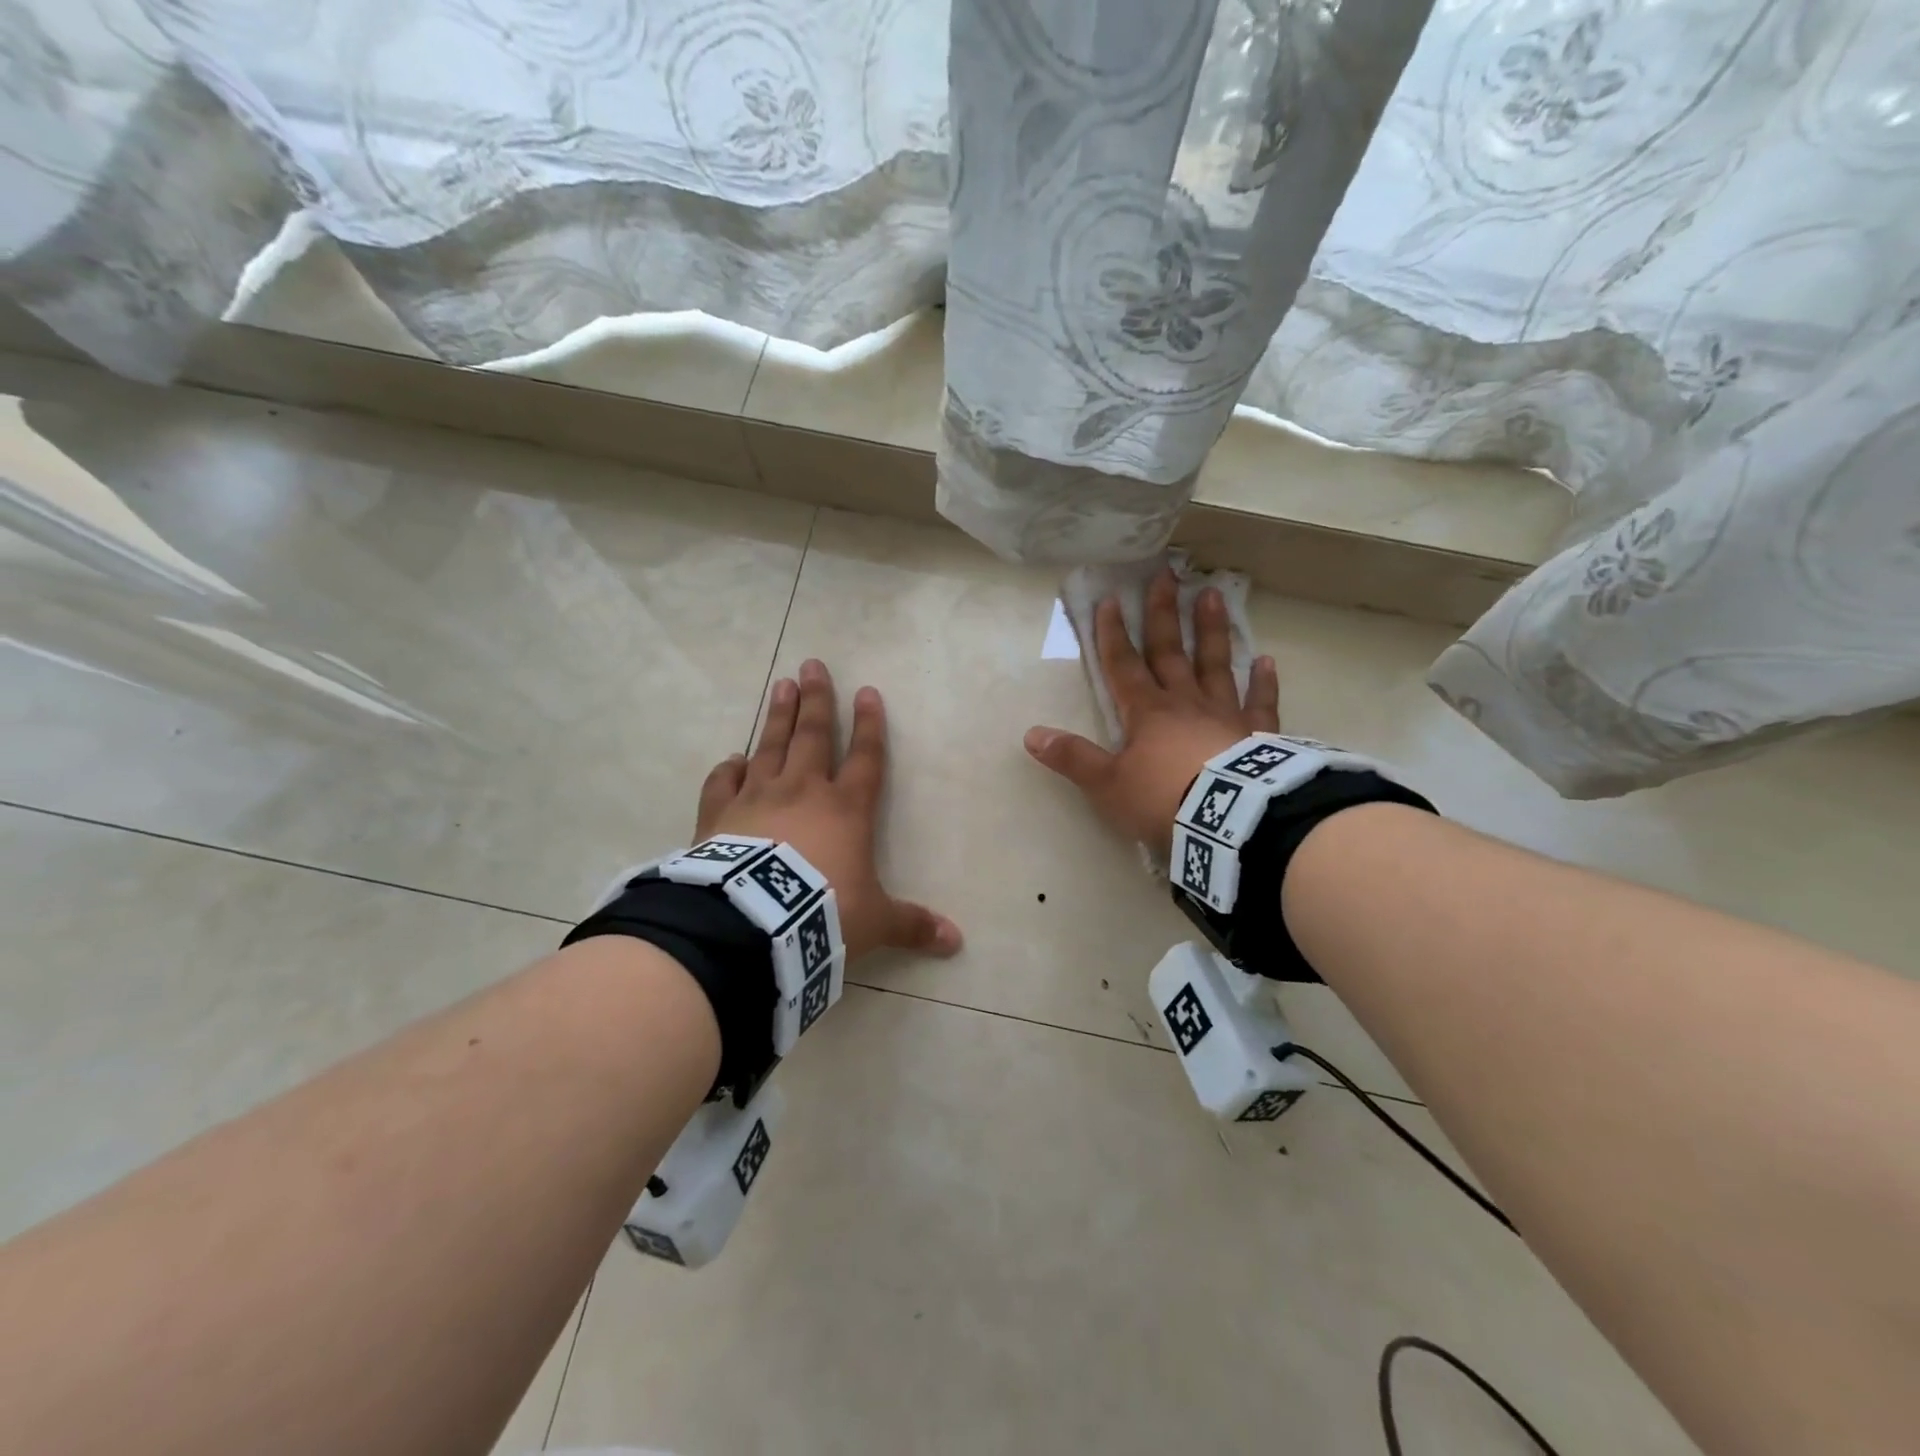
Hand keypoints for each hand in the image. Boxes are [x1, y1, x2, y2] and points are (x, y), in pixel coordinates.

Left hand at [695, 658, 961, 963]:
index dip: (870, 725)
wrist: (755, 923)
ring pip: (770, 746)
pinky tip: (732, 759)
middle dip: (818, 700)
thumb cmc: (824, 913)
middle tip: (813, 665)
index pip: (867, 757)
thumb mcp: (875, 922)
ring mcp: (758, 798)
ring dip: (779, 715)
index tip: (868, 692)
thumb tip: (956, 941)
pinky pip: (724, 783)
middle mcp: (804, 791)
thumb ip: (912, 925)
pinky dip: (728, 769)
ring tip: (782, 685)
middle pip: (814, 736)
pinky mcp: (720, 815)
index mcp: (847, 809)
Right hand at [1024, 567, 1278, 851]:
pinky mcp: (1258, 734)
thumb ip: (1073, 758)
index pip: (1123, 665)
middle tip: (1166, 574)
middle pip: (1170, 652)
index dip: (1113, 634)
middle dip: (1163, 614)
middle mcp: (1184, 702)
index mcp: (1146, 712)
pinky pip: (1261, 703)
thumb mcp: (1107, 784)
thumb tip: (1031, 735)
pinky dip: (1263, 683)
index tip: (1110, 600)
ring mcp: (1224, 714)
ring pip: (1215, 664)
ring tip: (1211, 595)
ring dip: (1211, 631)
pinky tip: (1266, 661)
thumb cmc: (1163, 799)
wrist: (1229, 821)